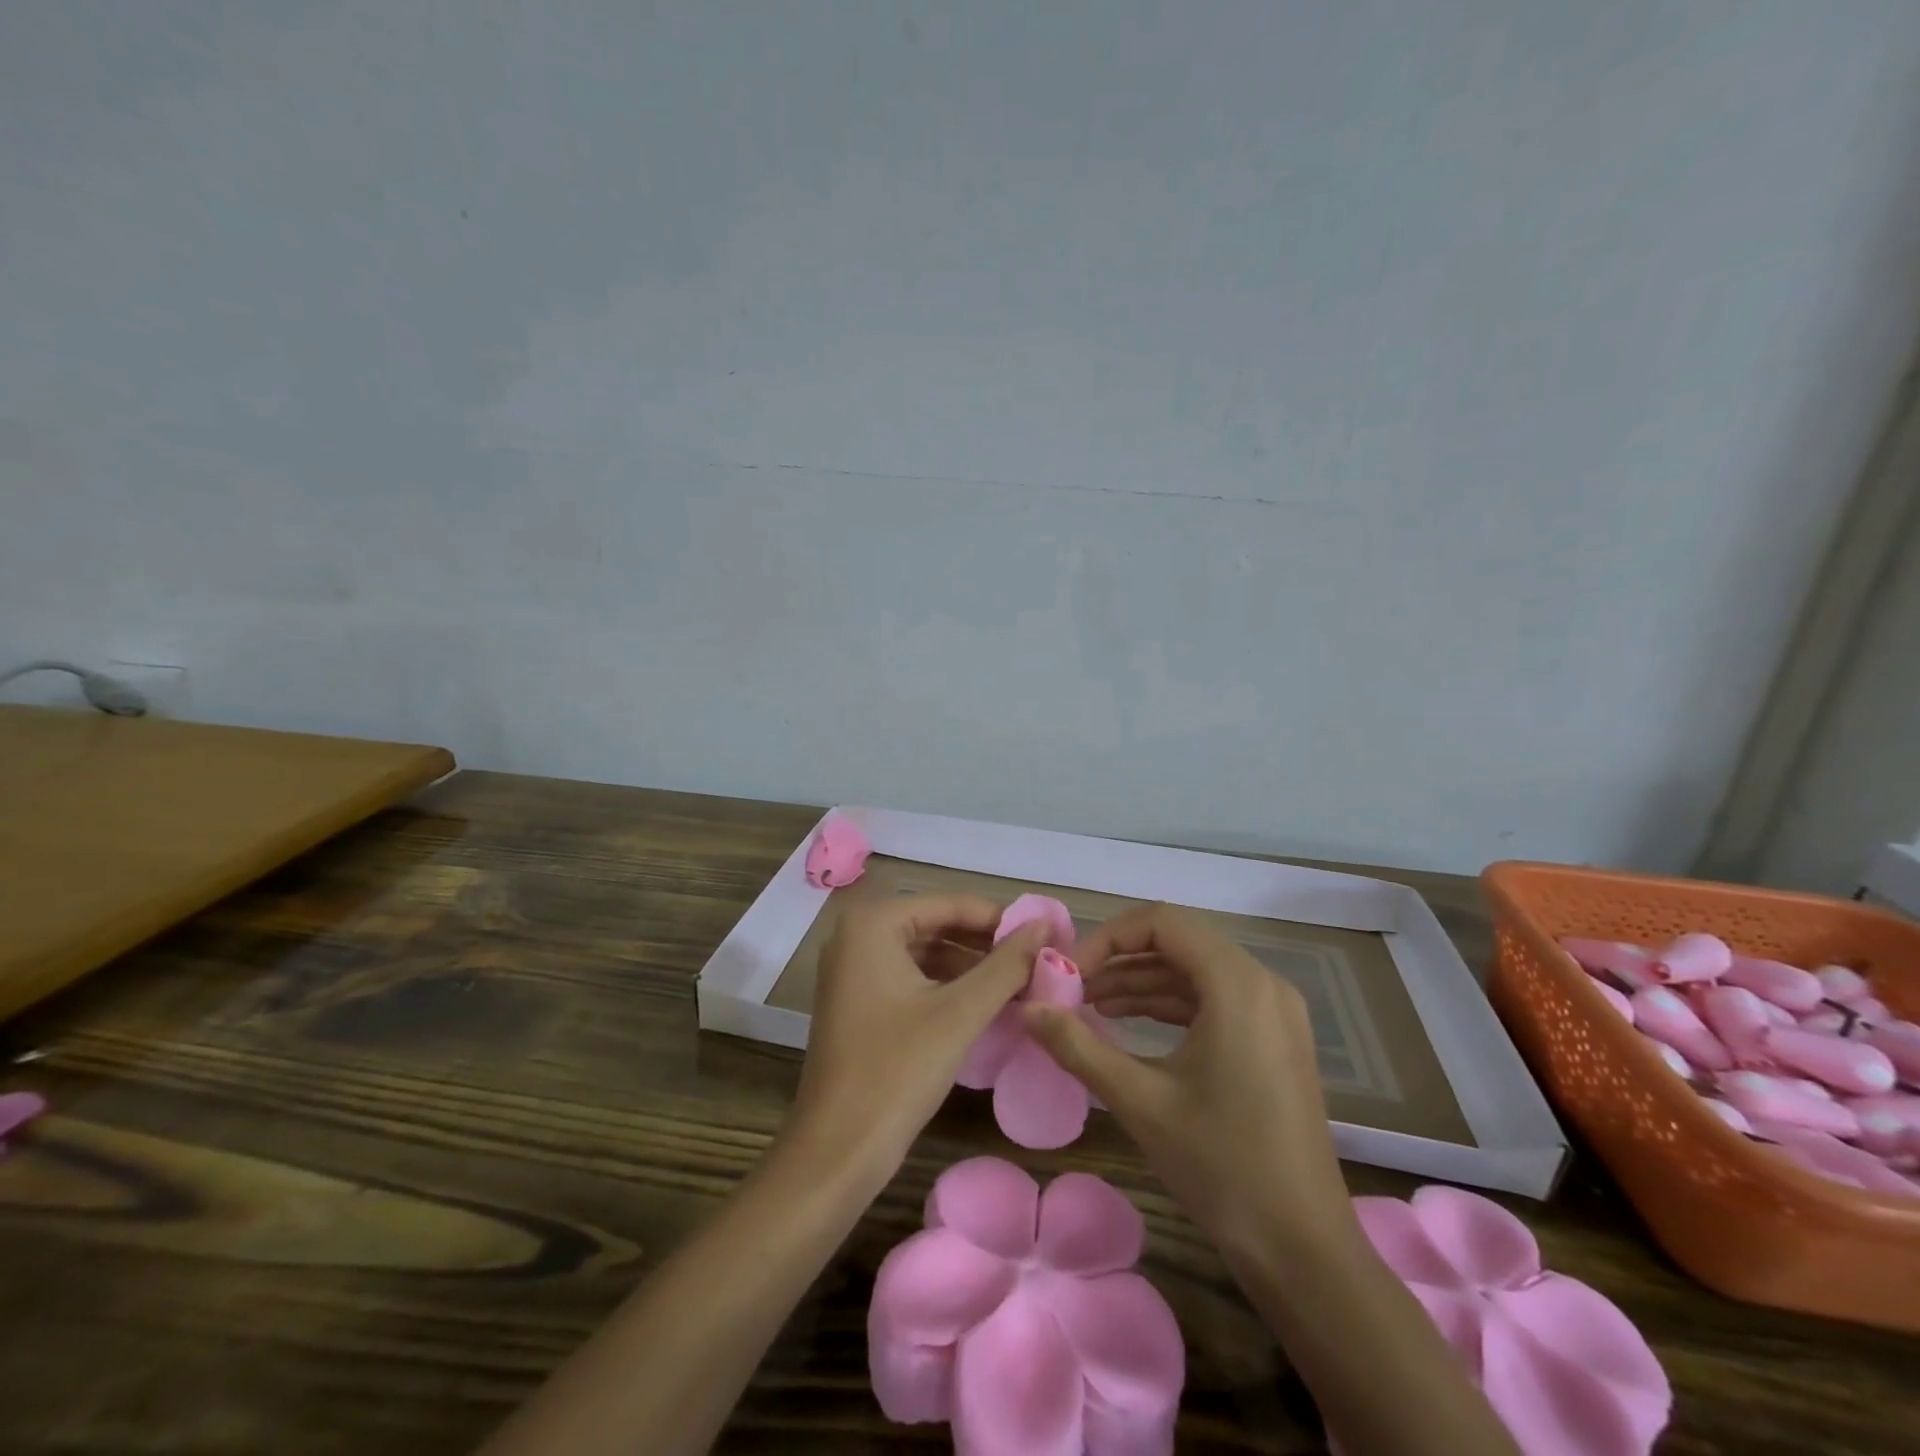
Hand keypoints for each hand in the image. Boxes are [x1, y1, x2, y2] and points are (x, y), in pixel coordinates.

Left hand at [791, 894, 1051, 1170]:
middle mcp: (856, 934)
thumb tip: (1045, 928)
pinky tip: (985, 1002)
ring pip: (925, 952)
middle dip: (986, 943)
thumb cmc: (897, 1071)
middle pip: (936, 924)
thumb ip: (1006, 965)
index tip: (1046, 935)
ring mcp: (852, 969)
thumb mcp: (961, 1013)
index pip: (950, 904)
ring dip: (970, 966)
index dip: (1001, 919)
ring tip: (1020, 982)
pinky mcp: (857, 1000)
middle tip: (1037, 960)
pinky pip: (910, 976)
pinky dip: (947, 986)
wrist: (837, 1151)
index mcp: (873, 923)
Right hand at [1023, 902, 1351, 1255]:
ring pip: (1195, 971)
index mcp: (1238, 985)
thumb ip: (1077, 1046)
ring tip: (1088, 1007)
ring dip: (1141, 983)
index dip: (1108, 937)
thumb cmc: (1221, 1166)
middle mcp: (1263, 984)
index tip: (1070, 972)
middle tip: (1072, 989)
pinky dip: (1169, 1005)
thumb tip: (1026, 1009)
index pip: (1162, 922)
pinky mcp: (1274, 1039)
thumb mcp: (1139, 1101)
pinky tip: (1128, 1026)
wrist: (1303, 1250)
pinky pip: (1214, 1000)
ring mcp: (1274, 1012)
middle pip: (1179, 942)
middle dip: (1120, 960)